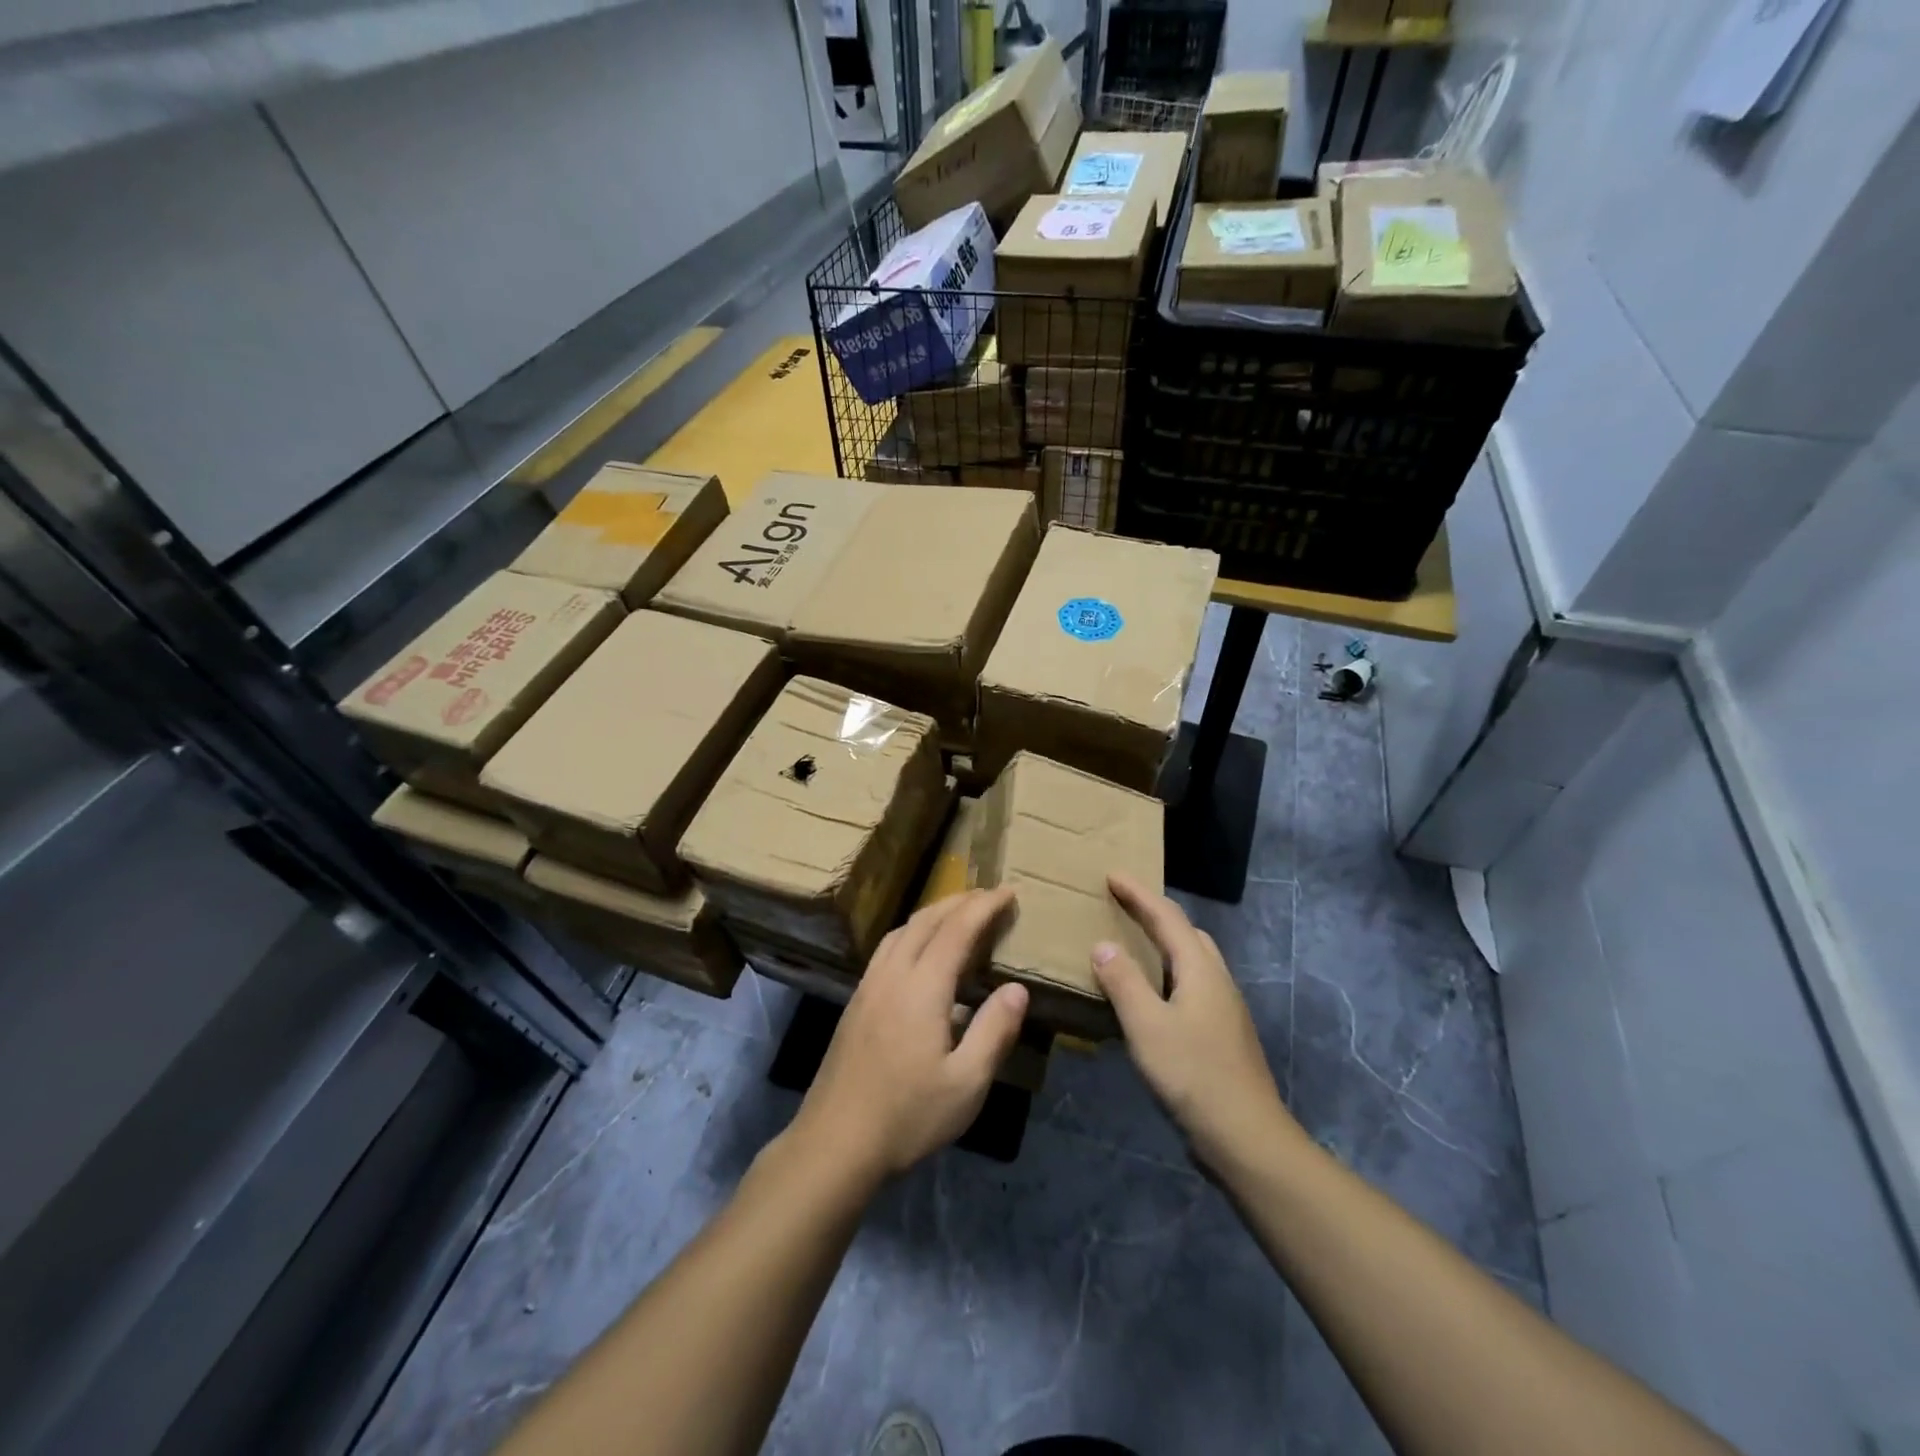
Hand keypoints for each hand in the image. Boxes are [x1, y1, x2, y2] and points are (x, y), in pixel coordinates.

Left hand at [790, 889, 1029, 1181]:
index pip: (957, 930)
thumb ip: (994, 1031)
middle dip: (959, 901)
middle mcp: (892, 975)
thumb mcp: (966, 1084)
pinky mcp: (856, 1002)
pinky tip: (919, 951)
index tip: (1008, 891)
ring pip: (901, 930)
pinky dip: (911, 932)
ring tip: (957, 914)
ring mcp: (868, 987)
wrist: (835, 1142)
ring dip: (932, 913)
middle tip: (989, 896)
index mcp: (922, 987)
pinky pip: (887, 948)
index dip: (984, 907)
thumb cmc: (908, 1115)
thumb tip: (1017, 989)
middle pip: (926, 920)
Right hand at [1092, 873, 1300, 1170]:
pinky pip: (1192, 983)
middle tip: (1122, 906)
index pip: (1167, 917)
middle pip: (1186, 932)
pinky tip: (1151, 995)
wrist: (1246, 1136)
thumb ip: (1123, 982)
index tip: (1112, 875)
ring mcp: (1224, 1008)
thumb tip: (1104, 945)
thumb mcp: (1147, 1026)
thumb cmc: (1193, 1074)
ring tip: (1133, 944)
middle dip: (1154, 913)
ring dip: (1164, 943)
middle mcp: (1217, 980)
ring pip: (1192, 959)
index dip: (1138, 894)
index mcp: (1200, 969)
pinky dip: (1168, 972)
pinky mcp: (1222, 1032)